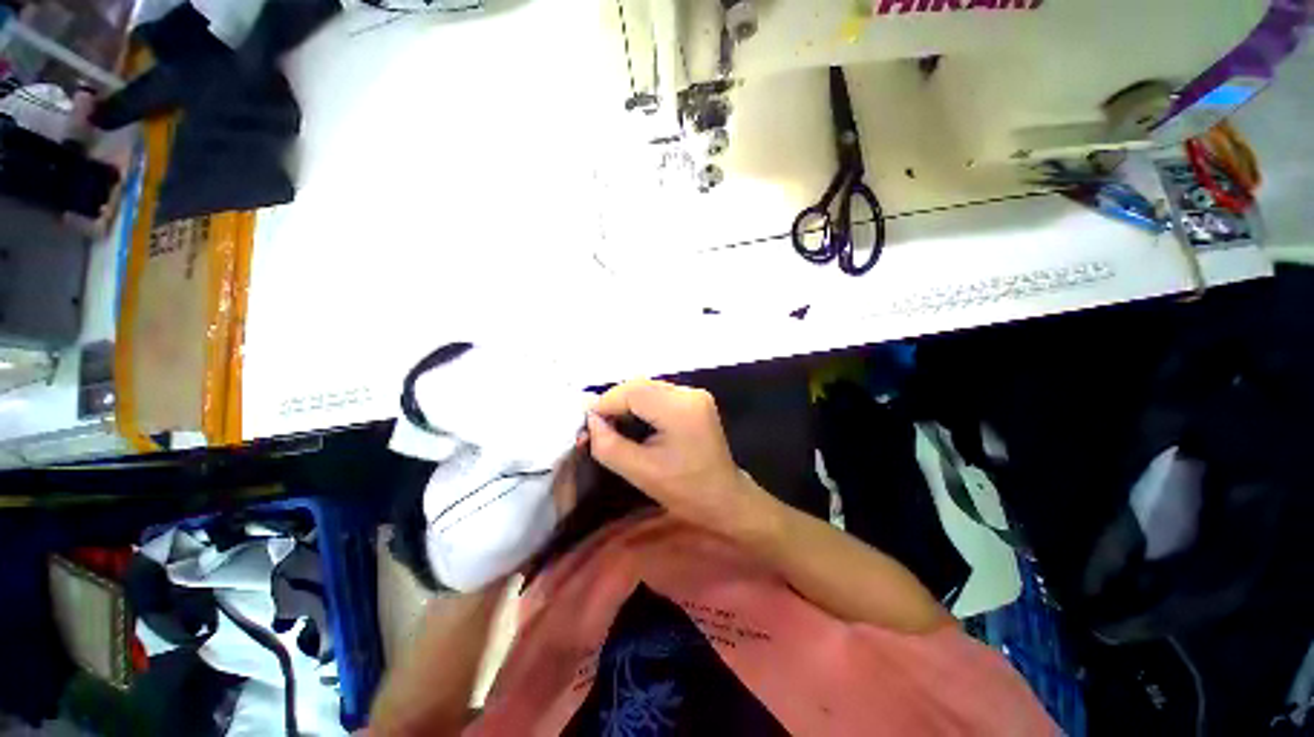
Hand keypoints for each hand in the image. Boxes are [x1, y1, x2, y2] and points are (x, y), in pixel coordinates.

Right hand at [585, 379, 768, 538]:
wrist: (724, 498)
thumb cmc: (684, 490)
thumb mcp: (640, 472)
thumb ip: (608, 445)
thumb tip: (591, 421)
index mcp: (680, 410)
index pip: (633, 392)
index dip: (606, 403)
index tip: (588, 423)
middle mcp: (689, 393)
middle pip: (641, 386)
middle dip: (615, 402)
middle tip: (598, 426)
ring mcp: (695, 394)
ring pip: (649, 388)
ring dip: (627, 403)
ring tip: (613, 426)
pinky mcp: (695, 400)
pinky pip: (659, 395)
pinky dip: (642, 405)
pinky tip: (635, 423)